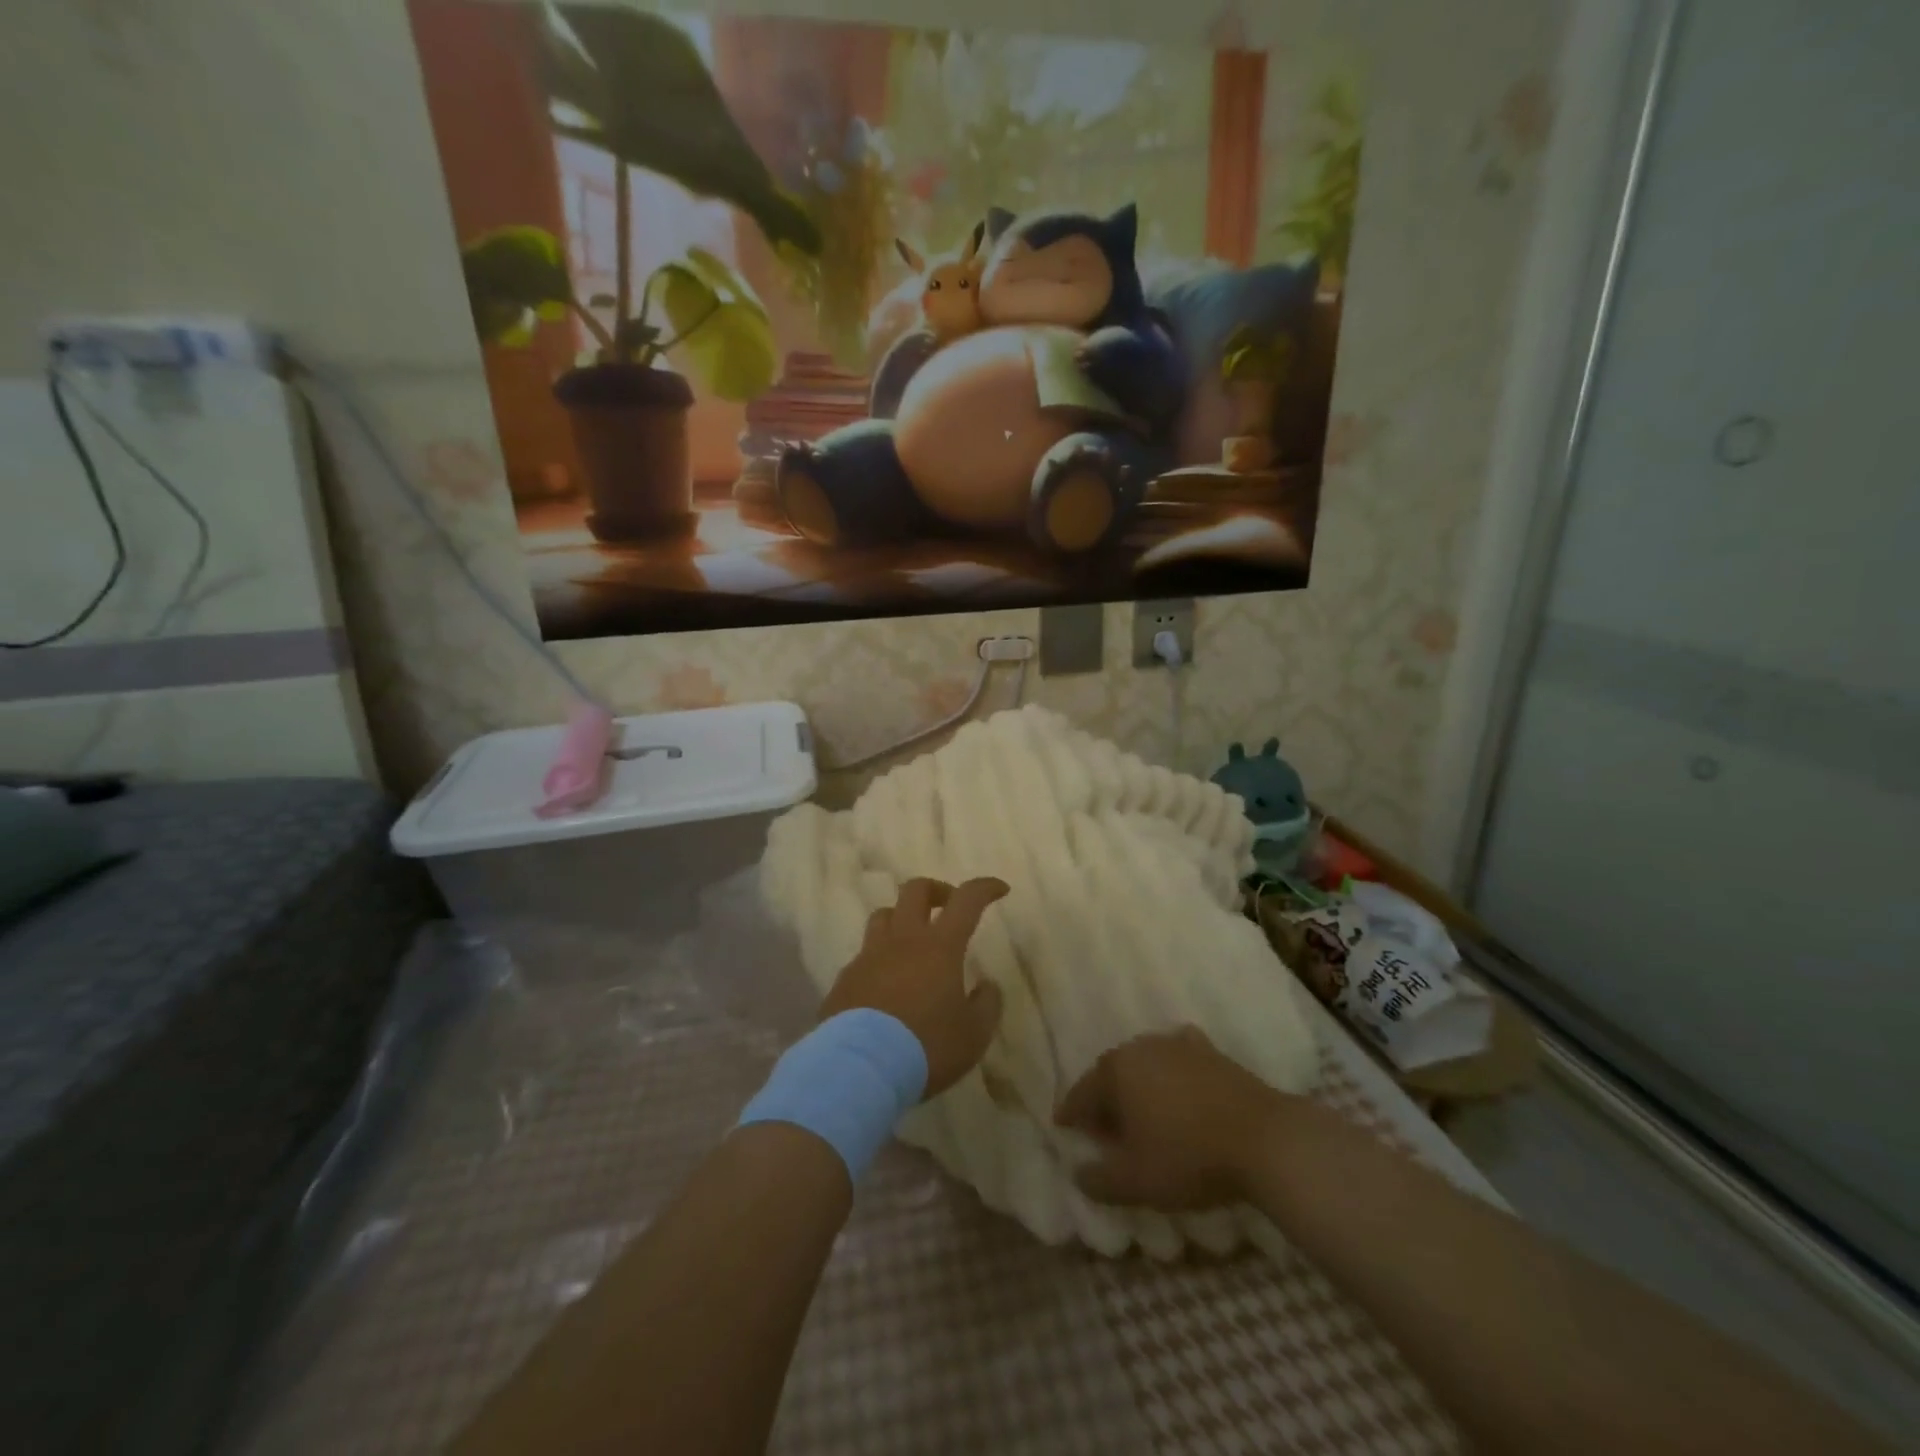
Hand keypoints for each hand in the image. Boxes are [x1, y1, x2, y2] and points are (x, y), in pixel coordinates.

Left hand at [819, 877, 1008, 1097]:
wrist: (860, 1068)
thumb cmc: (926, 1047)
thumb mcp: (974, 1034)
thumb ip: (987, 1004)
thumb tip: (986, 985)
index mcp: (940, 946)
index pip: (967, 900)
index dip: (984, 888)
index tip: (999, 889)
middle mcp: (903, 940)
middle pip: (915, 890)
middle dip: (937, 890)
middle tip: (949, 907)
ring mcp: (869, 956)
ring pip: (884, 915)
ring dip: (902, 918)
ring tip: (913, 941)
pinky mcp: (845, 978)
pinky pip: (864, 955)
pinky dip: (879, 959)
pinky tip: (886, 984)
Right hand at [1054, 1026, 1284, 1208]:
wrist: (1264, 1139)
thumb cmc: (1188, 1157)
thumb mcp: (1136, 1181)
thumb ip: (1099, 1179)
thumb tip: (1078, 1172)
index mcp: (1115, 1070)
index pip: (1081, 1092)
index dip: (1070, 1114)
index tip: (1063, 1128)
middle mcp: (1141, 1047)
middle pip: (1111, 1074)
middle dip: (1103, 1100)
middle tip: (1102, 1129)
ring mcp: (1177, 1045)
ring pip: (1143, 1065)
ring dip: (1136, 1087)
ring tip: (1139, 1115)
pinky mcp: (1210, 1052)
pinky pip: (1177, 1060)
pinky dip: (1170, 1073)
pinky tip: (1176, 1087)